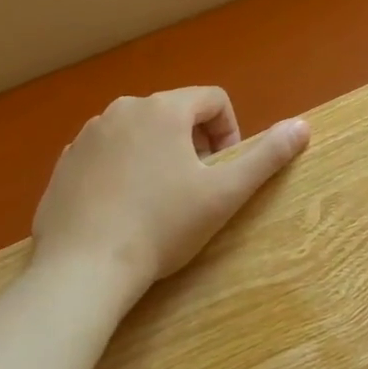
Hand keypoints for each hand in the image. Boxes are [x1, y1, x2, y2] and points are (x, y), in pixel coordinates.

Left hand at [31, 88, 309, 306]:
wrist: (82, 269)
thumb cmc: (163, 226)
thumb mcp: (226, 193)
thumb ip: (268, 156)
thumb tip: (303, 126)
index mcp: (163, 109)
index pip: (213, 99)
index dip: (230, 132)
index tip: (225, 171)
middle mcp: (122, 110)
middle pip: (176, 114)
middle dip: (195, 144)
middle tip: (198, 189)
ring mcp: (87, 136)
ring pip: (141, 133)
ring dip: (161, 155)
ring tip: (162, 201)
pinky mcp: (64, 164)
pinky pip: (108, 154)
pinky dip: (125, 171)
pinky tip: (126, 210)